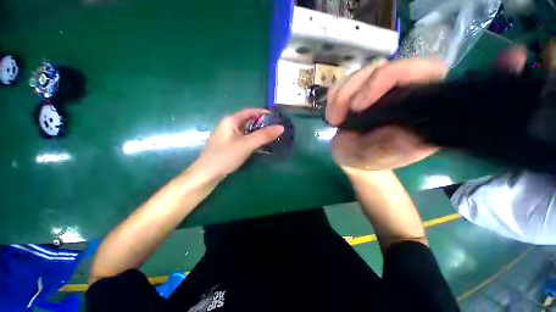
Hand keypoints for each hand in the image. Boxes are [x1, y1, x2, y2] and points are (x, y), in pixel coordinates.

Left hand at [192, 108, 283, 180]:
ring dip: (259, 133)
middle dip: (263, 124)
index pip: (250, 111)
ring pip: (247, 131)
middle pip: (249, 121)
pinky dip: (253, 141)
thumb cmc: (225, 156)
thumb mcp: (246, 144)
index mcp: (231, 121)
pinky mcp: (230, 146)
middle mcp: (229, 126)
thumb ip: (264, 135)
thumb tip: (281, 127)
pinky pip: (244, 140)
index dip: (263, 112)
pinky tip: (261, 146)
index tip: (276, 116)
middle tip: (276, 128)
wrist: (207, 175)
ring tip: (272, 136)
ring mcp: (229, 137)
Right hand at [326, 58, 446, 170]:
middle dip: (352, 91)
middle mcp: (403, 91)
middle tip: (337, 118)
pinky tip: (333, 115)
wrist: (350, 157)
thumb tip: (413, 131)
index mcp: (420, 108)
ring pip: (361, 73)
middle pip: (383, 68)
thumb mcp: (376, 156)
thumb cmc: (366, 160)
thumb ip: (392, 145)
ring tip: (334, 120)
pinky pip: (344, 81)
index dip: (389, 77)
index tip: (358, 106)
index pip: (424, 70)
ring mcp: (380, 88)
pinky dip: (333, 98)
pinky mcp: (361, 89)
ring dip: (340, 97)